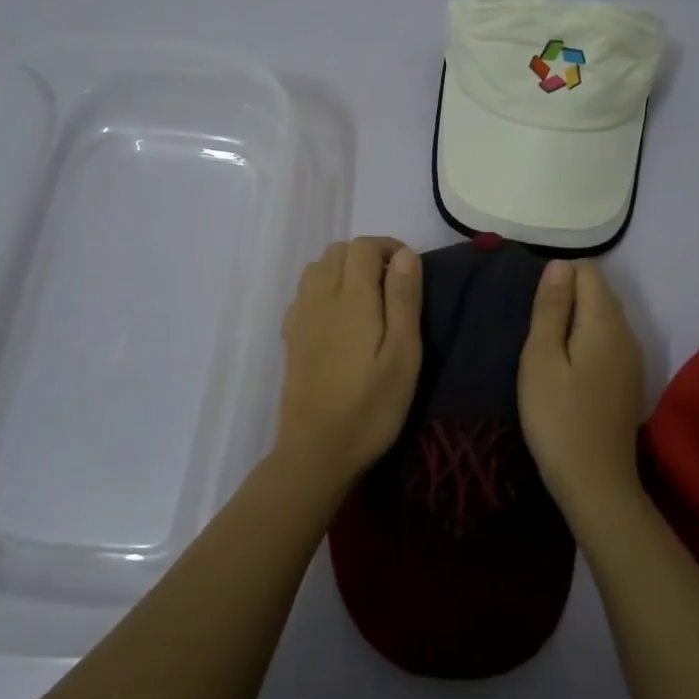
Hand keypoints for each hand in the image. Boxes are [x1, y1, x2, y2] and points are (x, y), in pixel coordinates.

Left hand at [277, 237, 423, 480]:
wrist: (316, 452)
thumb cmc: (371, 407)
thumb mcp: (404, 356)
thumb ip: (404, 300)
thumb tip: (404, 254)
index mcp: (351, 298)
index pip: (363, 246)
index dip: (388, 248)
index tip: (409, 272)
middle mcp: (319, 297)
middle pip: (337, 251)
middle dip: (366, 257)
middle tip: (392, 288)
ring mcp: (300, 317)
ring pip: (317, 269)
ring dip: (342, 271)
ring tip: (366, 301)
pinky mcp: (290, 337)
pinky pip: (304, 294)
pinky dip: (323, 290)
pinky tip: (338, 320)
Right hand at [518, 260, 646, 516]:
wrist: (596, 483)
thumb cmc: (558, 417)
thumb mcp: (541, 358)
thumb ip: (551, 308)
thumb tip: (558, 264)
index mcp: (605, 322)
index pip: (588, 271)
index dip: (558, 276)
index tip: (533, 305)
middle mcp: (627, 333)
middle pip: (599, 291)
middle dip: (566, 295)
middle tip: (533, 326)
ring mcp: (632, 358)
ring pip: (604, 316)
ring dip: (575, 318)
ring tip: (544, 346)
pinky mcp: (628, 380)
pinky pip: (608, 340)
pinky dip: (586, 339)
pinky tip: (566, 366)